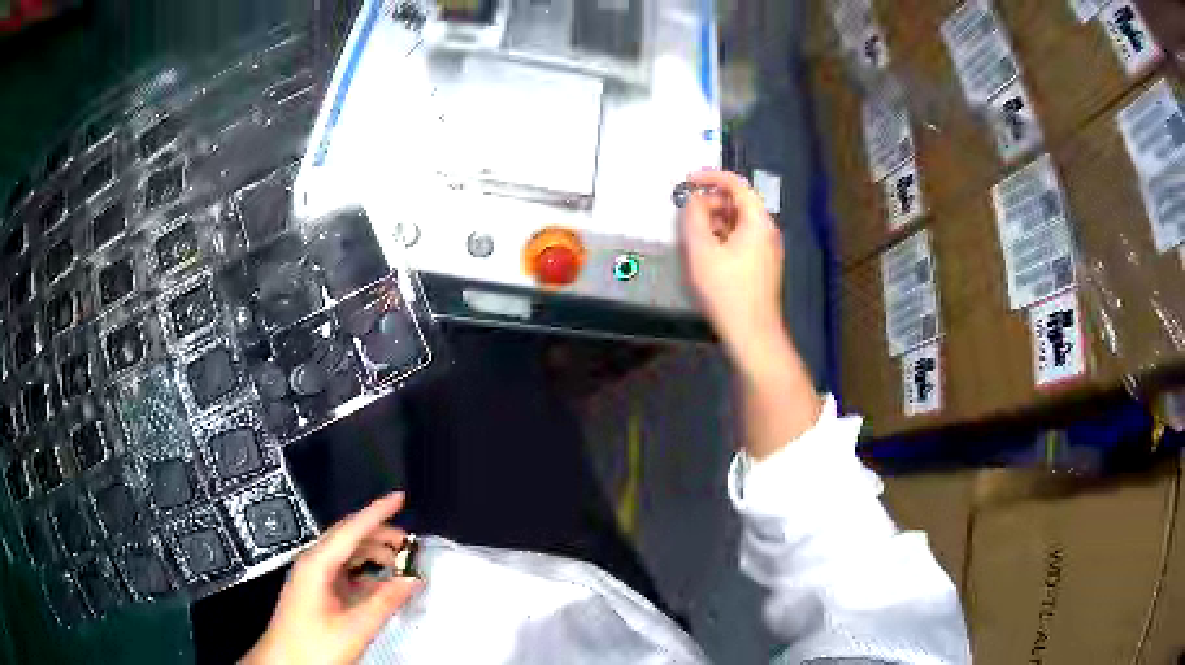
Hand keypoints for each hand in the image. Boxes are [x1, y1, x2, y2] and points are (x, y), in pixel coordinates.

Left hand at [242, 493, 422, 664]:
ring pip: (347, 554)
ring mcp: (314, 577)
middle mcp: (314, 562)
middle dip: (379, 534)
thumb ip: (385, 602)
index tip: (400, 497)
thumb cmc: (314, 645)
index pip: (351, 530)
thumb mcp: (354, 628)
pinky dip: (367, 573)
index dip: (376, 512)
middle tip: (411, 543)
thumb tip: (414, 579)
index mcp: (317, 564)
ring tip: (402, 565)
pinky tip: (383, 583)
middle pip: (348, 537)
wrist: (284, 663)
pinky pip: (345, 572)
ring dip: (374, 555)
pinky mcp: (318, 591)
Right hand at [680, 170, 785, 363]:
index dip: (711, 177)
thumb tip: (693, 201)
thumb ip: (694, 218)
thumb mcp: (702, 250)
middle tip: (688, 214)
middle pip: (739, 202)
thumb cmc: (726, 290)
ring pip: (740, 221)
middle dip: (712, 201)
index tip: (687, 181)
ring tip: (695, 235)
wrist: (752, 332)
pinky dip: (724, 235)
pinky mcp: (763, 264)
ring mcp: (768, 248)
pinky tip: (709, 253)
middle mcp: (767, 230)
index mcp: (757, 221)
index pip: (736, 184)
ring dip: (716, 220)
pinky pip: (743, 237)